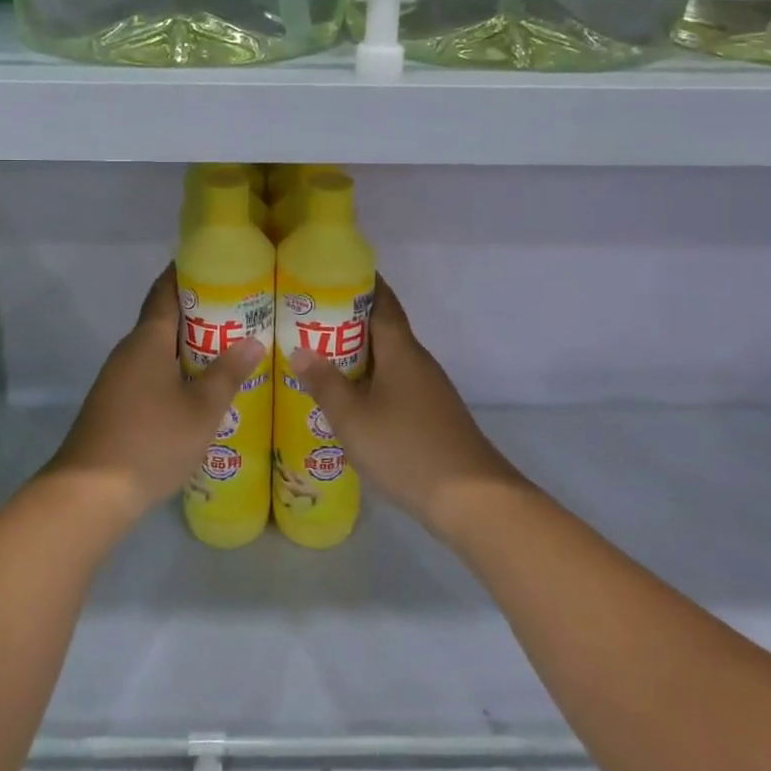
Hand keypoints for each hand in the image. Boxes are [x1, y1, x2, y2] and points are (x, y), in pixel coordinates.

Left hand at [45, 265, 264, 528]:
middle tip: (237, 309)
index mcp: (147, 341)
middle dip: (197, 311)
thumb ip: (228, 373)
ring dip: (187, 345)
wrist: (89, 494)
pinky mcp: (114, 405)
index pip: (164, 291)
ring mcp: (117, 380)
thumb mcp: (201, 410)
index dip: (184, 273)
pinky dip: (174, 370)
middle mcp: (128, 352)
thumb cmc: (151, 441)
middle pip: (162, 319)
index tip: (212, 262)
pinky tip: (197, 389)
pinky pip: (149, 374)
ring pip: (157, 350)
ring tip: (226, 348)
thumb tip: (253, 340)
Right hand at [290, 276, 524, 539]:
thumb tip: (299, 350)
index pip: (383, 301)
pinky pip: (396, 383)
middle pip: (384, 328)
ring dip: (360, 354)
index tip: (333, 272)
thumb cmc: (405, 448)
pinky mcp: (433, 414)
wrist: (471, 497)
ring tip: (321, 358)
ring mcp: (429, 389)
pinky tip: (352, 400)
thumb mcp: (353, 418)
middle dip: (350, 320)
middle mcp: (418, 361)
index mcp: (401, 350)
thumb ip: (324, 383)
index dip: (362, 282)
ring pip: (390, 359)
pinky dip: (372, 380)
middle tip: (309, 319)